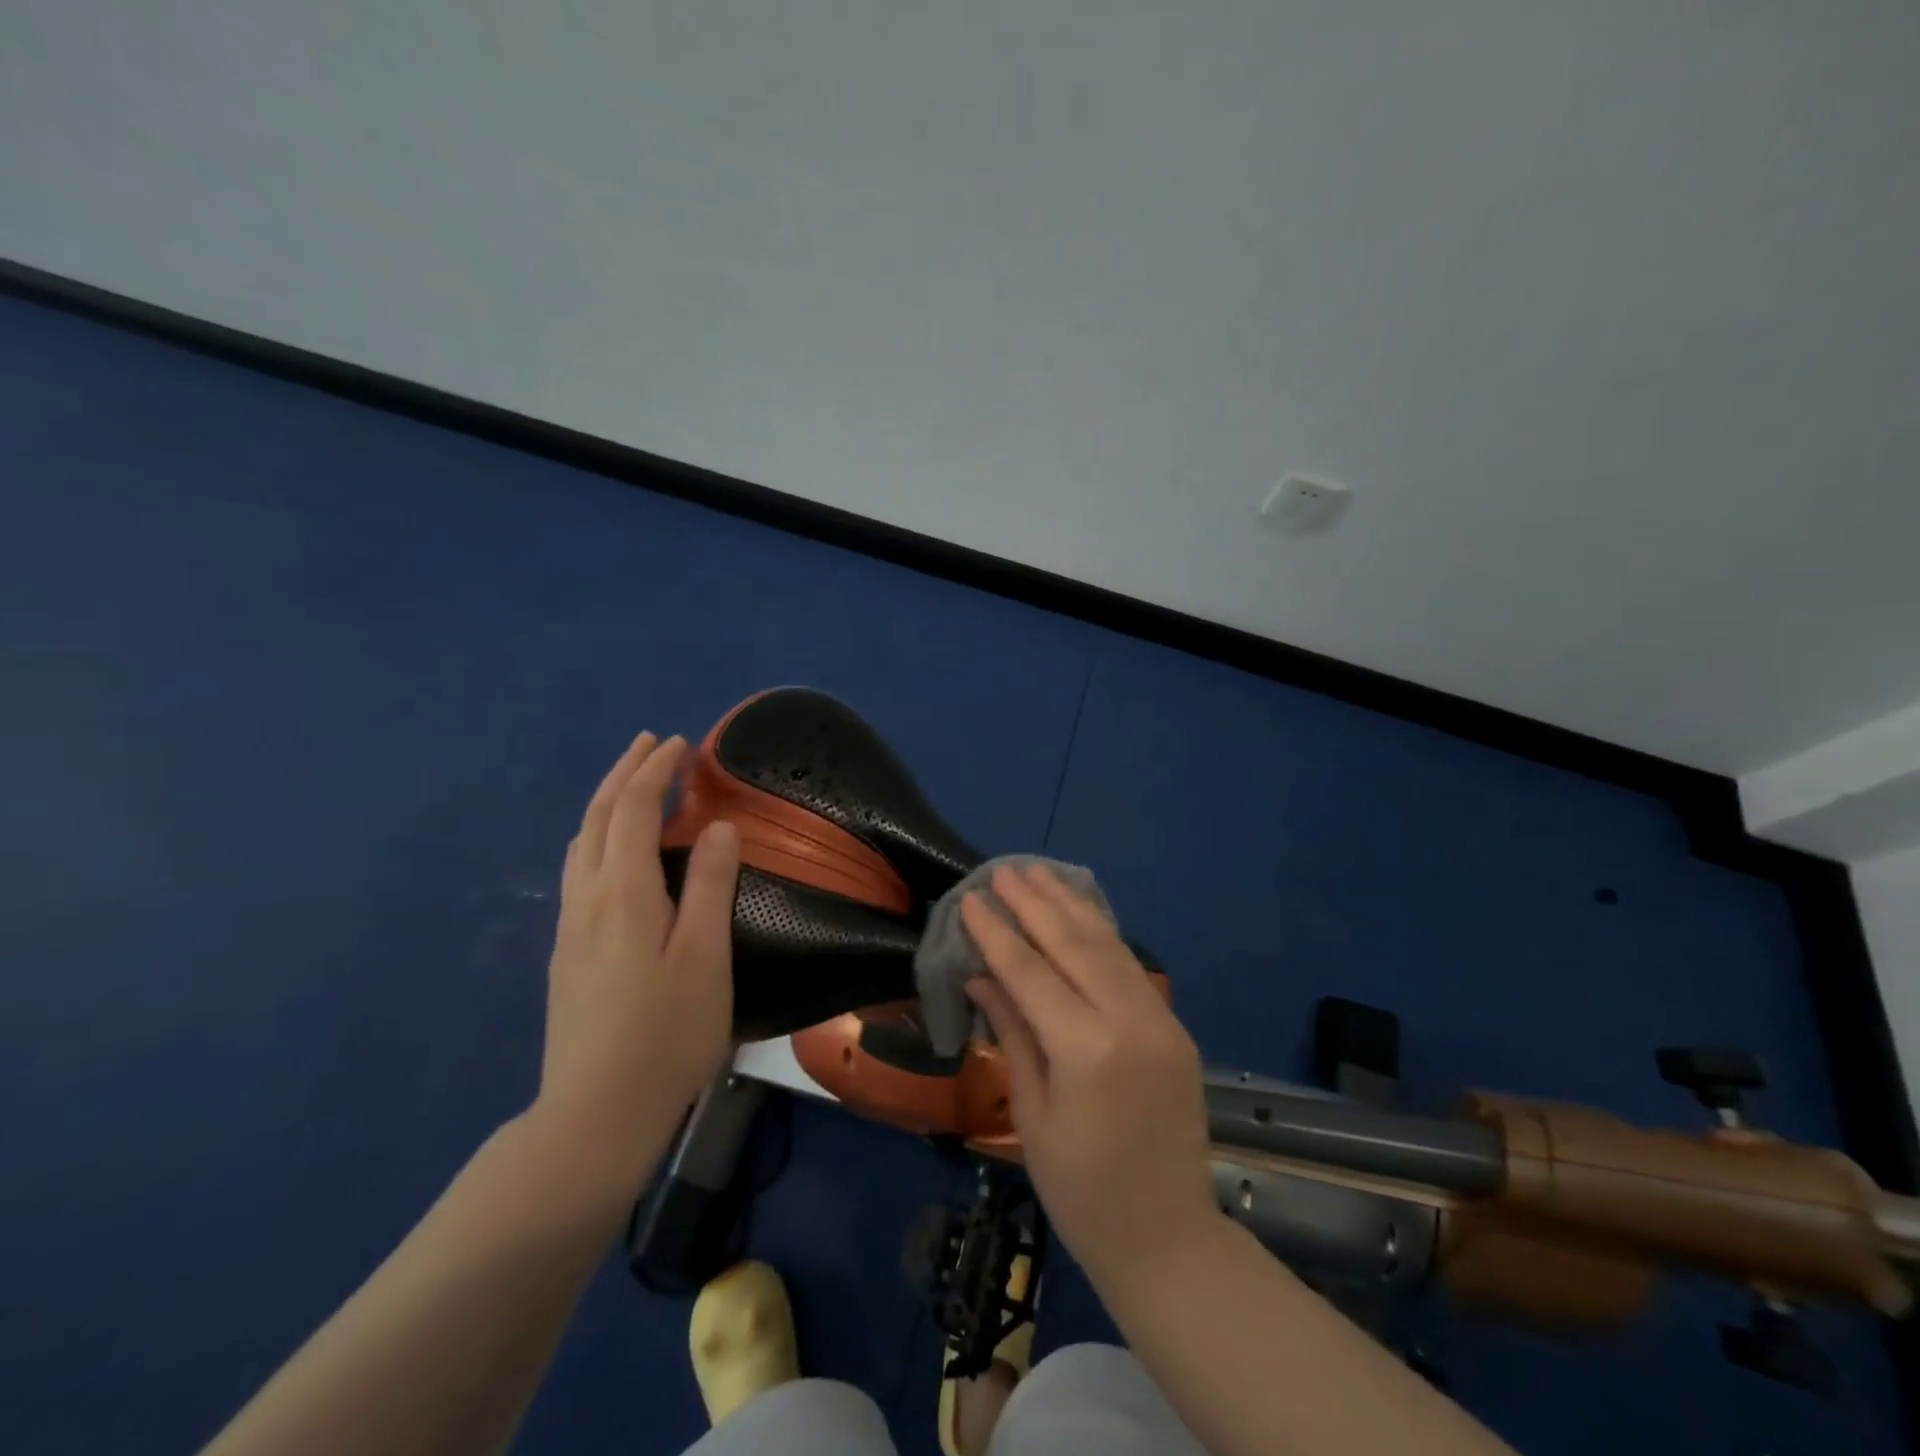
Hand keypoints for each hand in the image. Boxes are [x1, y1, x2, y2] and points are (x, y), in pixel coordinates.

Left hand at [537, 732, 740, 1161]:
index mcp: (623, 893)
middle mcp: (587, 899)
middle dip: (624, 773)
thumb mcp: (705, 957)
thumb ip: (710, 885)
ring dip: (607, 803)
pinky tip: (614, 852)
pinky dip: (600, 836)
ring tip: (633, 785)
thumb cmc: (666, 1033)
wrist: (595, 1115)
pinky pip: (580, 870)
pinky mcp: (568, 955)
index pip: (633, 810)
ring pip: (581, 844)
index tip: (681, 744)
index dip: (656, 771)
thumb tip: (717, 826)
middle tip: (650, 744)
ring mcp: (571, 928)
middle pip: (597, 818)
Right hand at [962, 864, 1218, 1290]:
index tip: (972, 899)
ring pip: (1109, 944)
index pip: (1030, 972)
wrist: (1167, 1237)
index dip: (997, 933)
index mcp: (1087, 1050)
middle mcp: (1129, 1021)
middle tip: (1005, 870)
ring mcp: (1159, 1019)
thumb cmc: (1080, 1190)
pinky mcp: (1174, 1026)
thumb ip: (1012, 1031)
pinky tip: (1080, 912)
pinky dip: (1101, 932)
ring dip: (1071, 905)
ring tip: (1040, 873)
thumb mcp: (1032, 1113)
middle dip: (1035, 903)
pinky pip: (1130, 966)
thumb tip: (981, 974)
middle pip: (1074, 944)